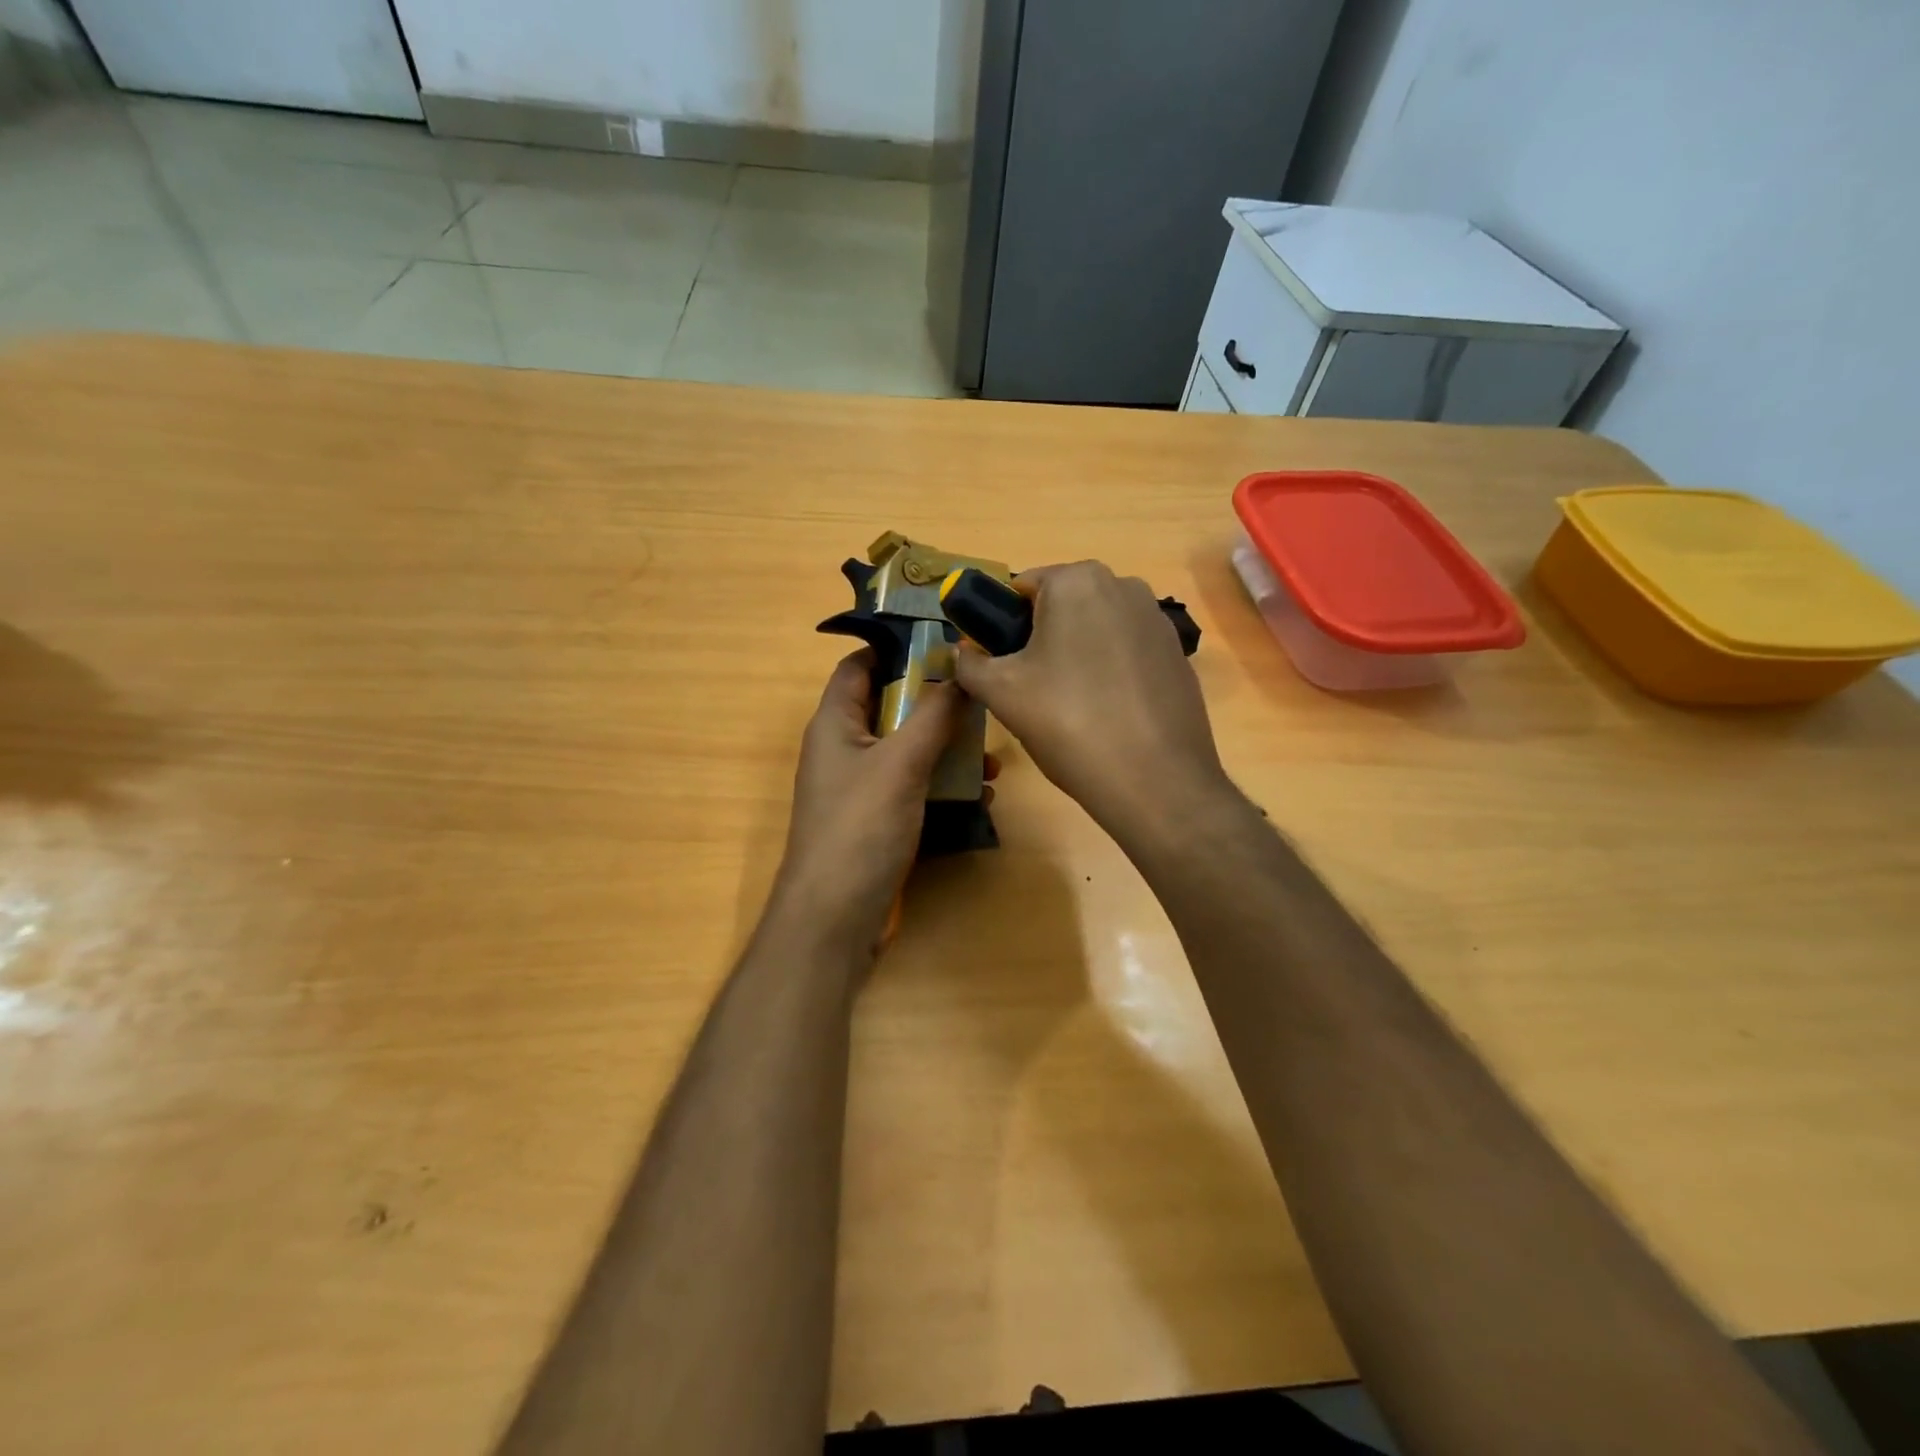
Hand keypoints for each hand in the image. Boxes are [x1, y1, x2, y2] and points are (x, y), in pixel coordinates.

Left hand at [769, 651, 964, 960]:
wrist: (836, 917)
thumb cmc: (860, 828)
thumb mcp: (901, 763)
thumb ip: (933, 714)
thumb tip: (961, 670)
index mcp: (835, 722)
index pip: (860, 664)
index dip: (897, 646)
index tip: (947, 641)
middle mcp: (845, 748)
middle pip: (892, 705)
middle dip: (937, 702)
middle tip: (982, 697)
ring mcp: (862, 786)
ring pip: (909, 748)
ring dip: (948, 747)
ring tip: (991, 754)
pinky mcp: (879, 818)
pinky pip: (915, 785)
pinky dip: (944, 783)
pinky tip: (981, 793)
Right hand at [952, 561, 1228, 837]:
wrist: (1155, 780)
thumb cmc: (1069, 723)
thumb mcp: (1001, 692)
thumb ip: (970, 663)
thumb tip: (962, 653)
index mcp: (1077, 580)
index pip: (1020, 588)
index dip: (1001, 627)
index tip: (1000, 668)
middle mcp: (1123, 585)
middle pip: (1060, 607)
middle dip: (1040, 641)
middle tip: (1031, 692)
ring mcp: (1157, 620)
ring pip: (1095, 630)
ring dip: (1075, 657)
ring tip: (1071, 708)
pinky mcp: (1177, 654)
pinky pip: (1126, 653)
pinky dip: (1109, 673)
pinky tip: (1107, 714)